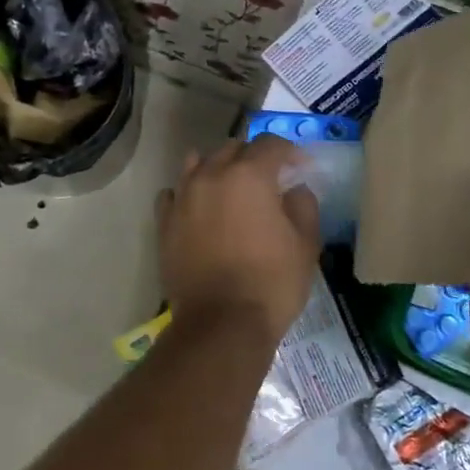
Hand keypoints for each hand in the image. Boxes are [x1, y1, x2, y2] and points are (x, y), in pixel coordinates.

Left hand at [156, 135, 321, 344]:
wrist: (221, 324)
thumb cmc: (271, 283)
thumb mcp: (305, 245)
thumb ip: (303, 206)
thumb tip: (294, 190)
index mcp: (248, 175)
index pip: (270, 145)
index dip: (290, 152)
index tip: (301, 167)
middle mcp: (210, 176)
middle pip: (232, 149)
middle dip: (253, 157)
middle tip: (269, 179)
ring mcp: (182, 198)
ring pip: (198, 164)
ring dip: (218, 169)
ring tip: (231, 189)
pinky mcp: (164, 222)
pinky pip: (174, 193)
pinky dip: (189, 193)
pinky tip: (200, 208)